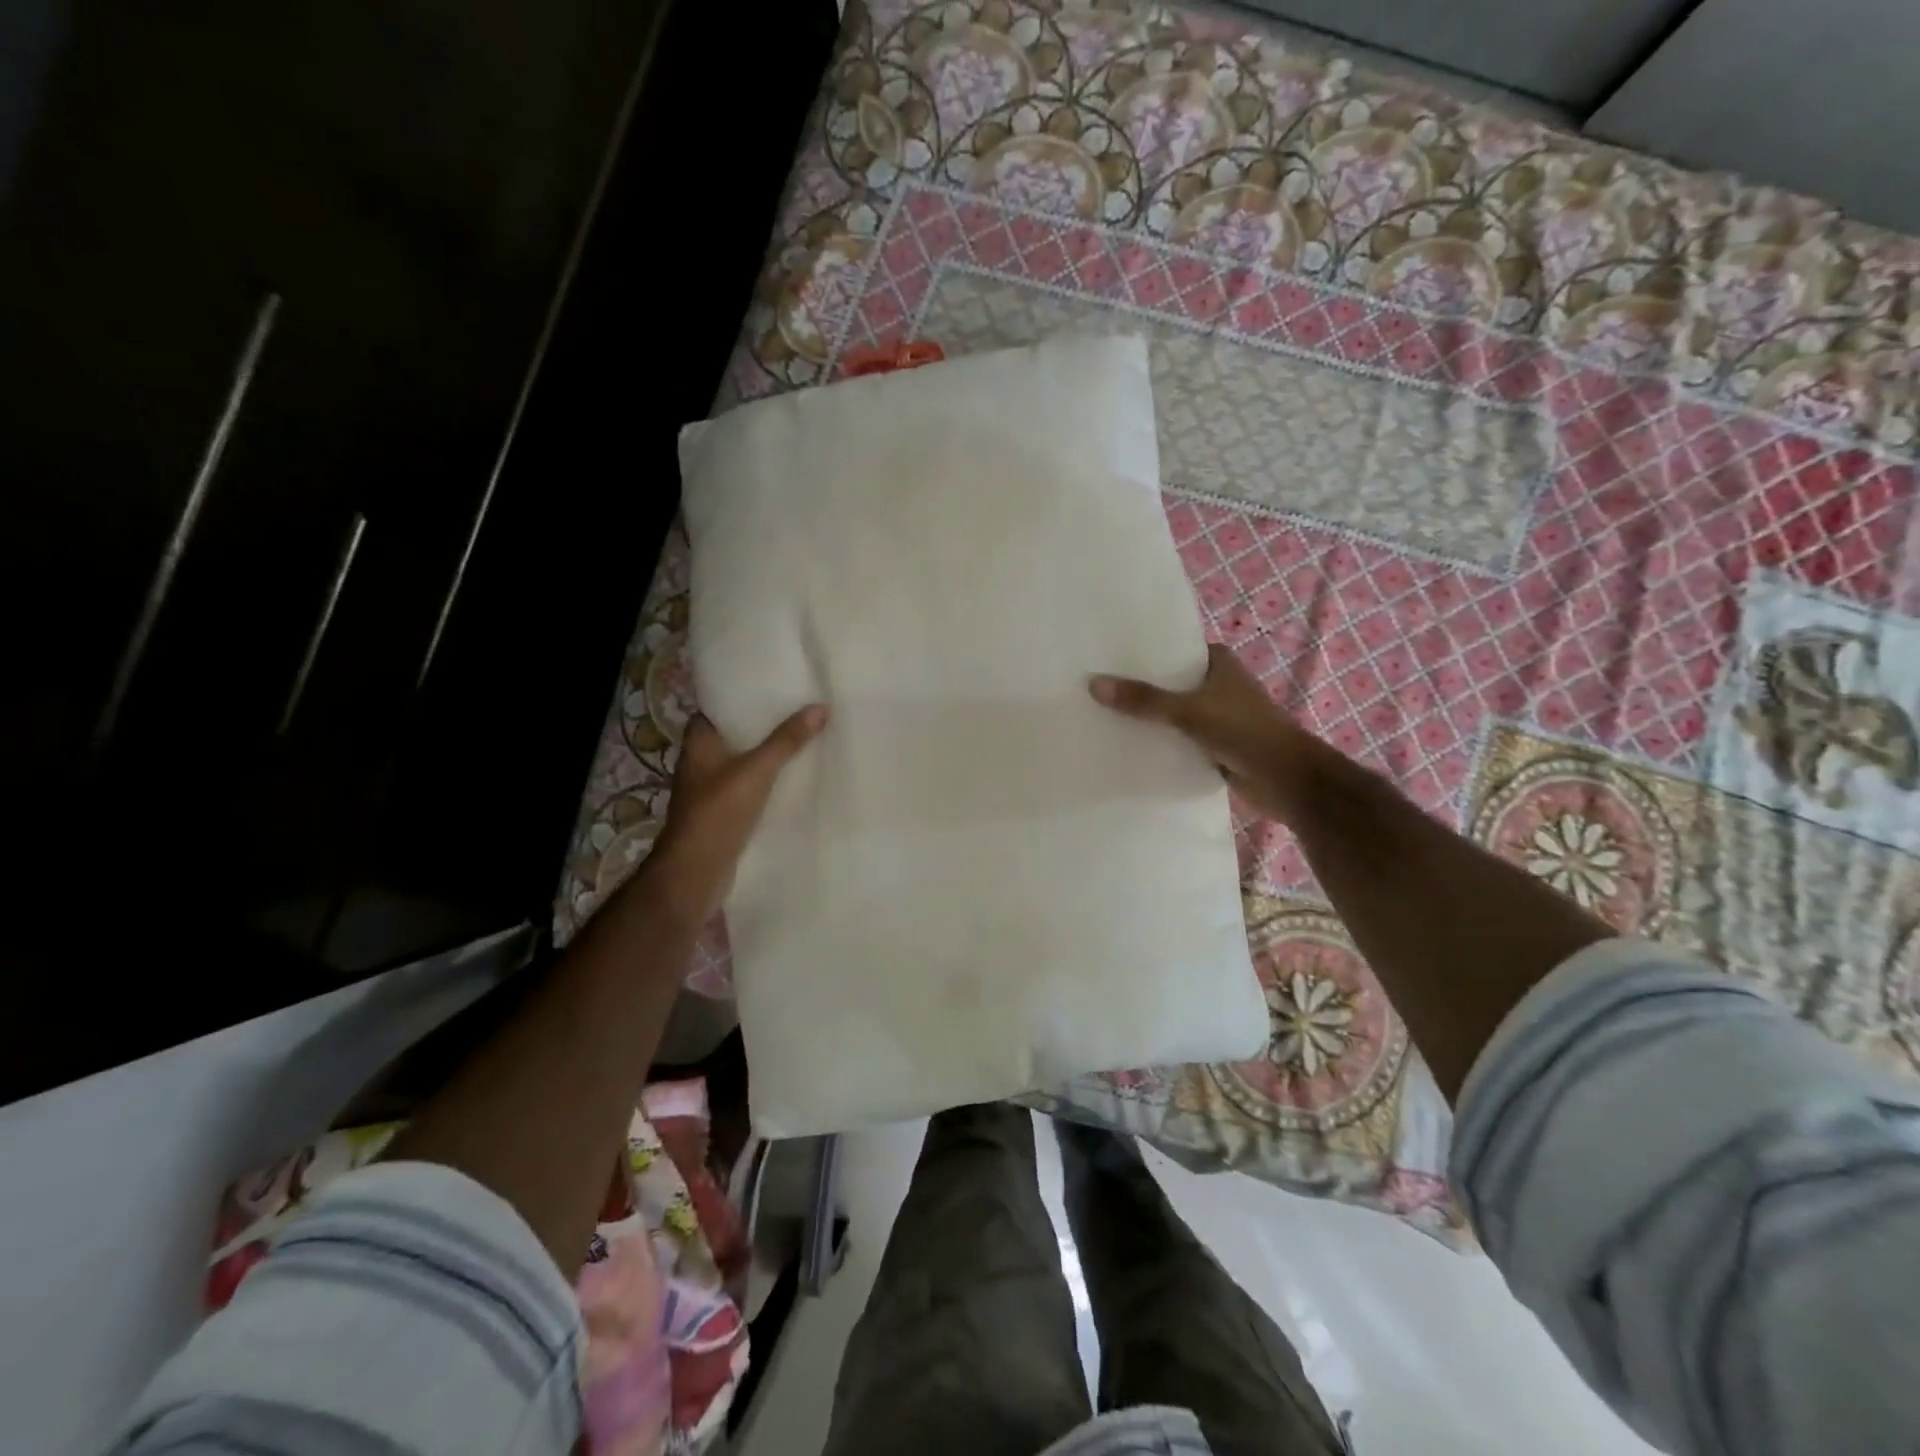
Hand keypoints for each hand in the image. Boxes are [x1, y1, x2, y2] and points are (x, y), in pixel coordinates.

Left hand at [644, 706, 828, 922]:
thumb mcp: (756, 770)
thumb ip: (786, 741)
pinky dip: (766, 783)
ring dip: (766, 756)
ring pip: (742, 764)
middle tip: (797, 711)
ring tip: (802, 740)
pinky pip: (748, 789)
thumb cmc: (718, 812)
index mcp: (698, 744)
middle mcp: (700, 763)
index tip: (770, 689)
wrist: (696, 872)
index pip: (715, 709)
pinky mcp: (723, 814)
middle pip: (733, 736)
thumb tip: (819, 707)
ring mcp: (710, 791)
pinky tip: (793, 780)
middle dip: (761, 727)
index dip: (739, 699)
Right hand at [1089, 644, 1313, 818]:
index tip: (1107, 656)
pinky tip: (1128, 746)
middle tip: (1096, 687)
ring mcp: (1216, 717)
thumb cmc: (1244, 731)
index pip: (1174, 650)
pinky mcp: (1214, 746)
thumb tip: (1094, 685)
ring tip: (1102, 715)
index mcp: (1219, 663)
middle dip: (1140, 687)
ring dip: (1149, 718)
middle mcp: (1218, 685)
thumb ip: (1144, 700)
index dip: (1144, 653)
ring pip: (1173, 713)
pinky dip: (1160, 742)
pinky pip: (1178, 740)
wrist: (1286, 780)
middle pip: (1170, 683)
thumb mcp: (1189, 711)